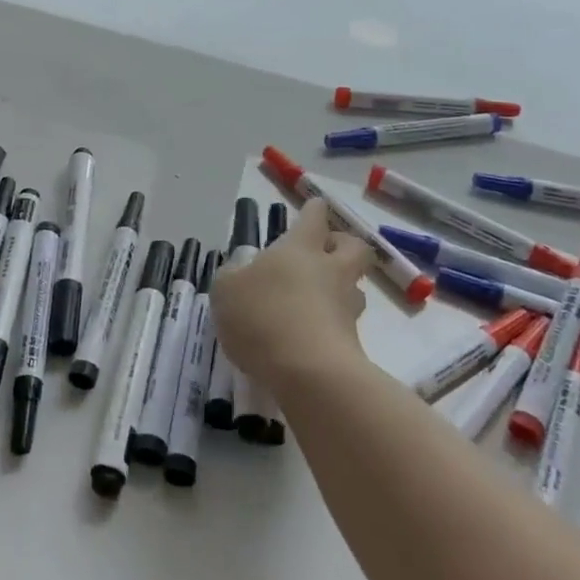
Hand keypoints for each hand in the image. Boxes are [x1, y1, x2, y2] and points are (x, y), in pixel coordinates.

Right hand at [211, 198, 371, 391]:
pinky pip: (344, 324)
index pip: (314, 217)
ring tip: (316, 301)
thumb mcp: (226, 290)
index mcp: (301, 248)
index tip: (313, 206)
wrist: (309, 373)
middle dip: (343, 244)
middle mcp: (331, 270)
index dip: (313, 210)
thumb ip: (232, 276)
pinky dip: (331, 325)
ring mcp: (347, 308)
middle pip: (353, 246)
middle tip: (325, 252)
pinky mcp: (353, 343)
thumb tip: (240, 272)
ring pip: (353, 287)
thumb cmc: (263, 316)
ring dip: (340, 288)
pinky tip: (309, 337)